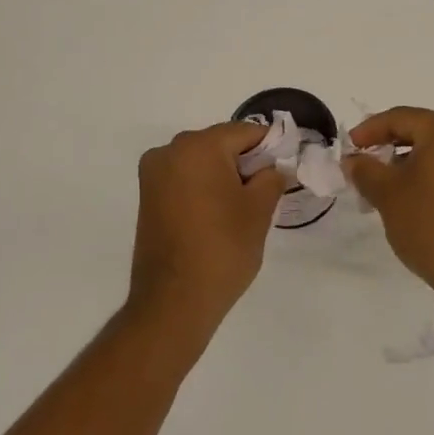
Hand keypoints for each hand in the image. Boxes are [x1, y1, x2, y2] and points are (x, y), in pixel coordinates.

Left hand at [129, 121, 285, 340]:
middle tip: (266, 192)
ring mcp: (154, 174)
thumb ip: (272, 177)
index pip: (245, 132)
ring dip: (224, 175)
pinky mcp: (147, 197)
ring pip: (201, 161)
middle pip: (220, 143)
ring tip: (242, 208)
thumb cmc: (222, 249)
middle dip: (245, 161)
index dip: (270, 147)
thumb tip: (273, 168)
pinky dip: (204, 187)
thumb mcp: (259, 210)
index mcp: (198, 146)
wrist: (173, 302)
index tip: (286, 169)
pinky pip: (184, 178)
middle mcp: (170, 151)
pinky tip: (218, 214)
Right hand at [343, 107, 433, 296]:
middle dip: (388, 146)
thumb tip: (353, 160)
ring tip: (381, 184)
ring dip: (406, 162)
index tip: (349, 147)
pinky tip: (408, 194)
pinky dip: (427, 173)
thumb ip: (364, 169)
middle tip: (362, 163)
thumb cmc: (428, 221)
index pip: (400, 118)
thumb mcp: (386, 193)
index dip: (369, 130)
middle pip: (420, 130)